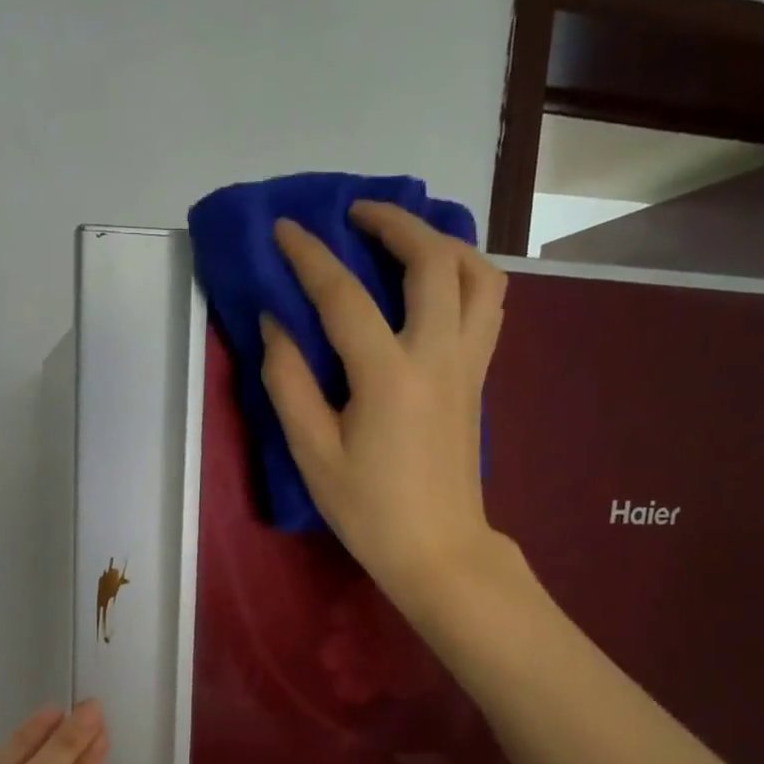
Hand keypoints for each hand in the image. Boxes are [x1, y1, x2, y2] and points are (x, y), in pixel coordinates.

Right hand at [261, 202, 511, 614]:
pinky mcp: (480, 378)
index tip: (285, 229)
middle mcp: (437, 354)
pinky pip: (487, 306)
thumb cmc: (369, 510)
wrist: (438, 549)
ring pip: (478, 275)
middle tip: (357, 215)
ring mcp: (468, 363)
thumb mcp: (313, 454)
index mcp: (388, 375)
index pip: (344, 296)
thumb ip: (289, 384)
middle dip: (394, 222)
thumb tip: (275, 325)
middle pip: (432, 260)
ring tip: (407, 239)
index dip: (310, 255)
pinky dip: (465, 276)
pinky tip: (436, 285)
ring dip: (443, 242)